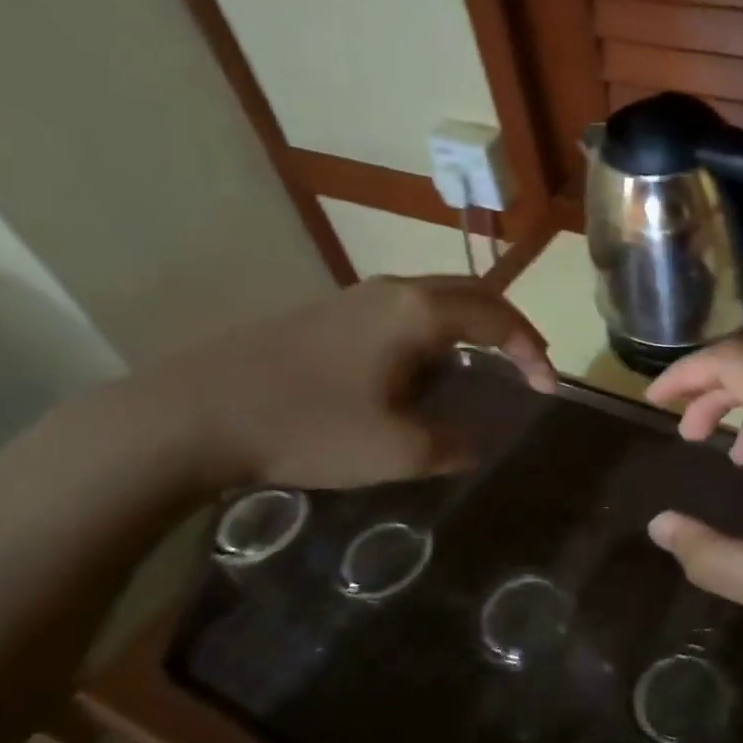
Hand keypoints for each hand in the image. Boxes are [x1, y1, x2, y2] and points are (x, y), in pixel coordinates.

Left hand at [129, 274, 553, 489]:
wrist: (194, 414)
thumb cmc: (308, 427)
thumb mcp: (396, 452)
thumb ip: (453, 446)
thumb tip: (478, 443)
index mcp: (420, 313)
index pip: (499, 320)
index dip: (533, 353)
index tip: (548, 390)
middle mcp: (395, 290)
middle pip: (474, 292)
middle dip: (511, 327)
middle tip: (529, 364)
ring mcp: (358, 296)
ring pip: (438, 297)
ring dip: (473, 325)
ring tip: (485, 365)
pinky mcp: (330, 311)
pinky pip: (406, 309)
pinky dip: (438, 330)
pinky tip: (424, 367)